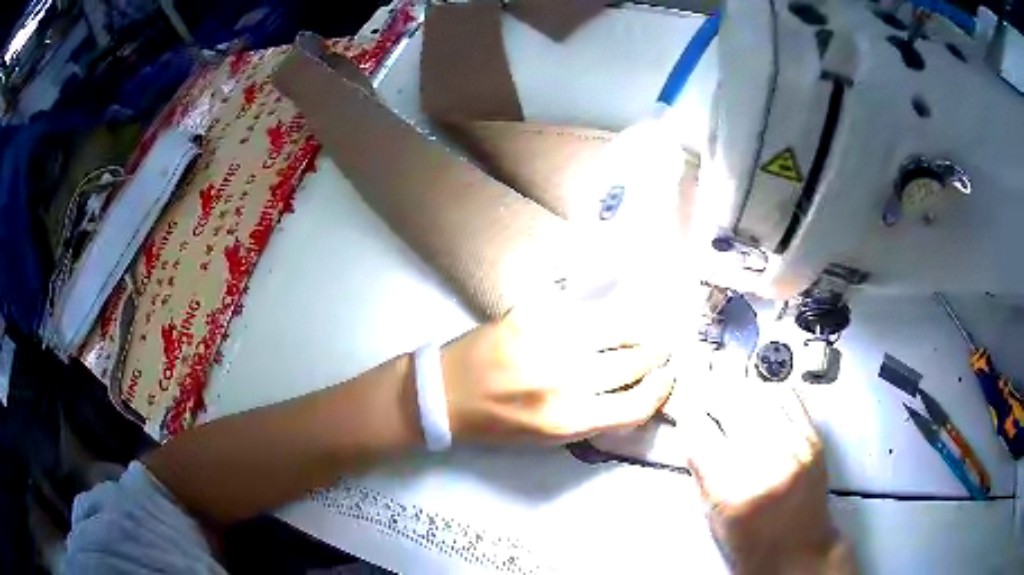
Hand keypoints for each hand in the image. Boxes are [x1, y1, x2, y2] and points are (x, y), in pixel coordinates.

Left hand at [440, 289, 675, 445]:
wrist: (445, 392)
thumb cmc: (497, 423)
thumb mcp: (549, 438)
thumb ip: (595, 418)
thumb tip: (636, 394)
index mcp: (569, 419)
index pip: (638, 403)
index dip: (661, 390)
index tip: (667, 379)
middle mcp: (566, 380)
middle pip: (634, 361)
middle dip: (656, 355)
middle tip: (662, 349)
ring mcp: (550, 340)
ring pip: (617, 327)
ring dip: (639, 331)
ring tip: (644, 331)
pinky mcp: (533, 312)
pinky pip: (584, 310)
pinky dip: (602, 317)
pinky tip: (606, 319)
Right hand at [685, 385, 852, 573]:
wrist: (799, 550)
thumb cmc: (751, 543)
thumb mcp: (713, 517)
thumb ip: (702, 471)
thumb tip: (692, 430)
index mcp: (733, 489)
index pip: (701, 431)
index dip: (687, 414)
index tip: (682, 407)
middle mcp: (767, 461)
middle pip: (732, 403)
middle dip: (711, 388)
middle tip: (702, 381)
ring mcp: (796, 446)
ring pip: (760, 393)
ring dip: (739, 383)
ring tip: (727, 378)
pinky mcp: (813, 439)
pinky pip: (789, 397)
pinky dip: (769, 387)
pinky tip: (758, 387)